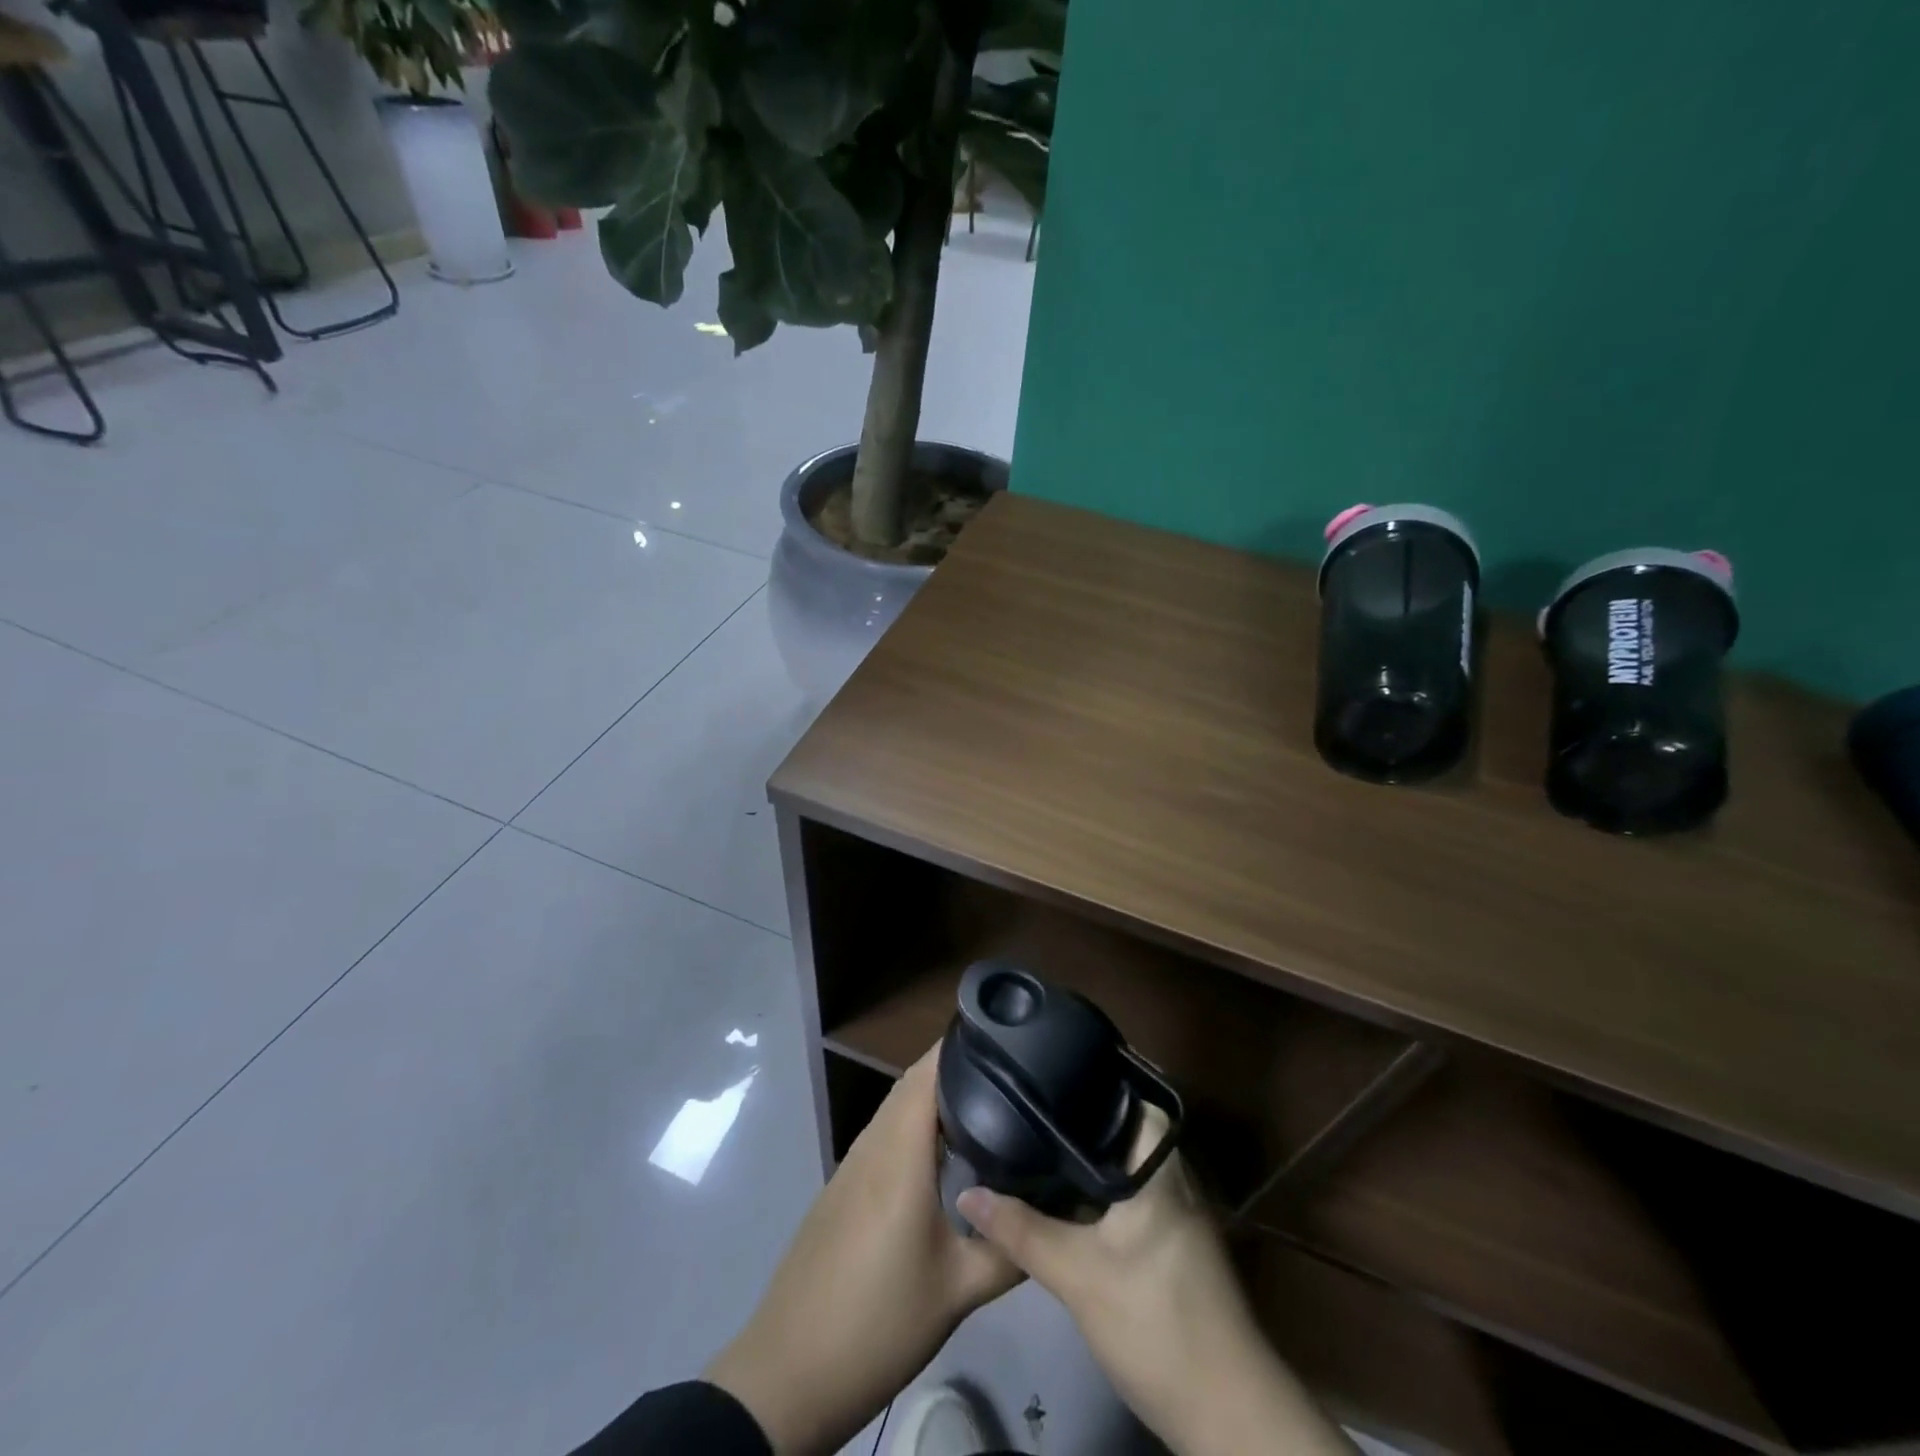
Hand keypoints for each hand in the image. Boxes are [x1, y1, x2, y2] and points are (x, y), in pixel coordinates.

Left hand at [706, 1045, 1020, 1455]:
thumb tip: (1056, 1217)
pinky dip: (917, 1124)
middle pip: (914, 1082)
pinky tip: (946, 1154)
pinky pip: (886, 1133)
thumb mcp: (958, 1291)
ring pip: (898, 1107)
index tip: (1008, 1039)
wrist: (790, 1370)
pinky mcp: (844, 1186)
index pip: (929, 1070)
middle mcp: (874, 1143)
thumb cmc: (878, 1321)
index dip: (965, 1045)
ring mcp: (854, 1163)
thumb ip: (1010, 1249)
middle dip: (959, 1067)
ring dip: (936, 1096)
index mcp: (901, 1151)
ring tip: (989, 1104)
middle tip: (1011, 1074)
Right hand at [957, 1111, 1355, 1455]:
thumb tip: (966, 1192)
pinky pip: (1133, 1194)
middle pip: (1127, 1127)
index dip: (1096, 1074)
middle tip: (1032, 1098)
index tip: (1053, 1061)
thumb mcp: (1077, 1275)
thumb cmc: (1154, 1320)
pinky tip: (1067, 1193)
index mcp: (1158, 1167)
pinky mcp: (1174, 1246)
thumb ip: (1021, 1231)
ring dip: (1092, 1152)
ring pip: (1129, 1164)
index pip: (1134, 1096)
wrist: (1223, 1408)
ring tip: (1039, 1134)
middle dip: (1083, 1113)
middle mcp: (1173, 1179)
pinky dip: (1101, 1185)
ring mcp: (1178, 1215)